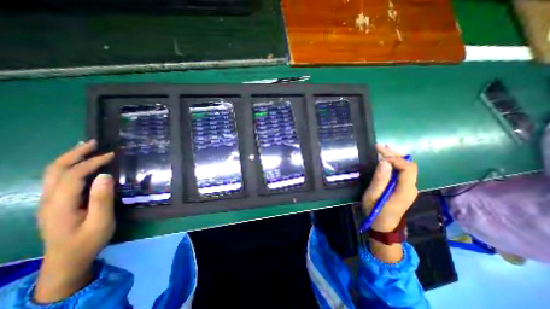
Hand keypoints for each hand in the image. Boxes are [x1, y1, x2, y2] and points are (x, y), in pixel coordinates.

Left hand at [34, 140, 114, 303]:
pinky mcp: (54, 204)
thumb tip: (105, 175)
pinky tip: (81, 165)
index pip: (74, 175)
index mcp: (61, 204)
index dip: (93, 162)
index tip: (112, 154)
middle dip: (74, 153)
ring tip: (87, 148)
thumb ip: (102, 199)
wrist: (66, 261)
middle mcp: (49, 199)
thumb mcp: (100, 221)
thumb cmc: (88, 241)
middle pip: (56, 170)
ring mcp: (48, 202)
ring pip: (53, 173)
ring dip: (69, 158)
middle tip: (94, 142)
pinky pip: (57, 179)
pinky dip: (69, 167)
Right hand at [364, 145, 418, 230]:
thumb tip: (384, 162)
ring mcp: (409, 187)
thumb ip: (379, 180)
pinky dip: (395, 162)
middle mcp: (411, 186)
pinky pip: (403, 171)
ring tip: (383, 147)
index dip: (395, 159)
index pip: (408, 169)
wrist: (383, 224)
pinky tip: (387, 157)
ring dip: (395, 156)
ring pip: (407, 167)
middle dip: (394, 154)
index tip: (380, 156)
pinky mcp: (404, 187)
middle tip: (378, 147)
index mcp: (405, 190)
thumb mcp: (372, 196)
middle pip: (408, 165)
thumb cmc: (375, 211)